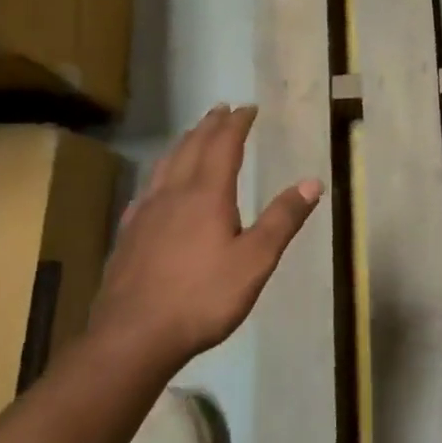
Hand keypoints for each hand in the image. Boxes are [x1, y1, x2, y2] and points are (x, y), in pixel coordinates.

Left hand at [90, 104, 321, 368]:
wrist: (134, 334)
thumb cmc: (202, 297)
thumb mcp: (255, 260)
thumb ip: (282, 219)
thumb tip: (312, 182)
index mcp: (207, 194)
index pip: (223, 146)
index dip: (236, 124)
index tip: (247, 108)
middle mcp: (174, 193)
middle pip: (192, 148)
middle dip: (209, 126)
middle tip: (221, 109)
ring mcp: (146, 212)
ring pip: (166, 164)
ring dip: (184, 143)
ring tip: (193, 134)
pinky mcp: (129, 233)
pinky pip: (148, 188)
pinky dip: (161, 173)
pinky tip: (158, 185)